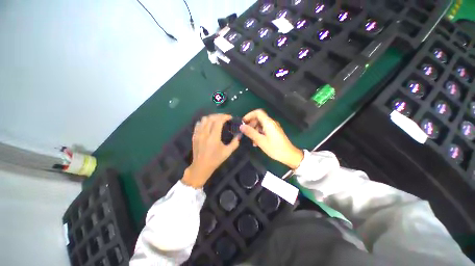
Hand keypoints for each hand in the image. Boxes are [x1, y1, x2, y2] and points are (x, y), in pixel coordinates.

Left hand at [182, 114, 239, 187]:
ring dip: (211, 117)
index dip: (225, 117)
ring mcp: (198, 134)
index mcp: (213, 137)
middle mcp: (205, 133)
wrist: (201, 166)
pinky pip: (198, 124)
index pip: (218, 121)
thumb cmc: (215, 159)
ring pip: (204, 119)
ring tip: (217, 120)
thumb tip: (240, 135)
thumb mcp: (227, 152)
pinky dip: (204, 121)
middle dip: (219, 115)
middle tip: (225, 117)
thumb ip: (235, 143)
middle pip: (211, 118)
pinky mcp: (194, 135)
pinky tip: (208, 124)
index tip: (230, 117)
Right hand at [239, 109, 302, 169]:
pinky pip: (264, 130)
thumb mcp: (261, 141)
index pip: (258, 112)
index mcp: (268, 122)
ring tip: (251, 140)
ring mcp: (273, 127)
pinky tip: (256, 142)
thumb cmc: (275, 148)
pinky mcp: (274, 132)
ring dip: (254, 130)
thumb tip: (241, 126)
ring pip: (261, 125)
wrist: (289, 155)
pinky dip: (259, 133)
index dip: (249, 115)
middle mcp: (271, 123)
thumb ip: (251, 132)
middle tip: (245, 132)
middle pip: (259, 118)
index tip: (243, 122)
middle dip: (251, 124)